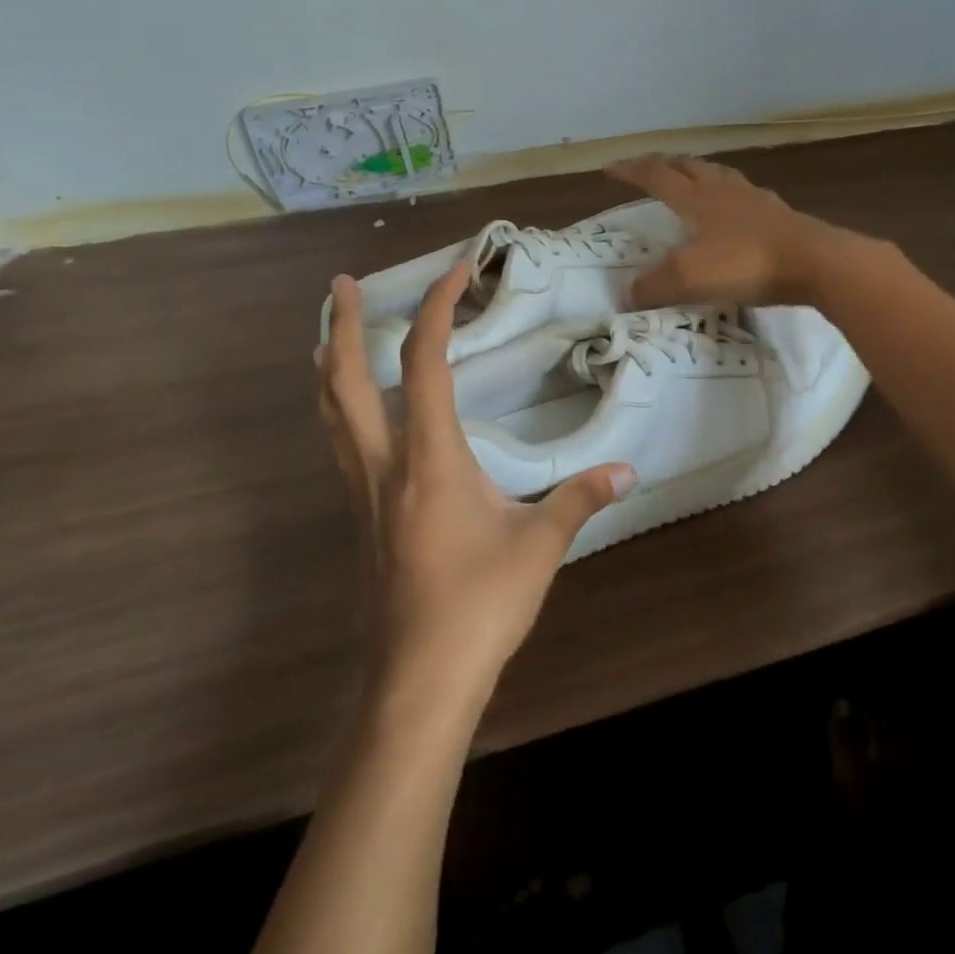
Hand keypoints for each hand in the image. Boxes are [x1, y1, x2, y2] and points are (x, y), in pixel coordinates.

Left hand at [317, 260, 635, 707]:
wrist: (418, 682)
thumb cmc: (480, 606)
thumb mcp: (540, 546)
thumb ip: (579, 499)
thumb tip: (627, 470)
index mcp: (430, 459)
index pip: (424, 363)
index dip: (435, 308)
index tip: (455, 271)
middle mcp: (384, 466)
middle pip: (343, 382)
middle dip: (339, 325)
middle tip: (339, 283)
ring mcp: (364, 495)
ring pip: (329, 415)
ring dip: (327, 365)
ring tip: (330, 333)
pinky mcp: (363, 520)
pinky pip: (340, 446)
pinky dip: (340, 409)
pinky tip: (359, 415)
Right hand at [604, 154, 857, 307]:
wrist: (815, 262)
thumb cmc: (747, 264)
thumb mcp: (690, 278)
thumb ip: (654, 285)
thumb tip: (627, 293)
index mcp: (698, 199)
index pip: (656, 176)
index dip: (631, 171)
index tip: (610, 168)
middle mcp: (725, 191)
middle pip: (689, 167)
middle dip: (664, 164)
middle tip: (648, 166)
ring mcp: (756, 201)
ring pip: (720, 175)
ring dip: (699, 172)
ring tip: (691, 177)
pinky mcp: (780, 216)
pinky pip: (746, 196)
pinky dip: (731, 195)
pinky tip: (737, 208)